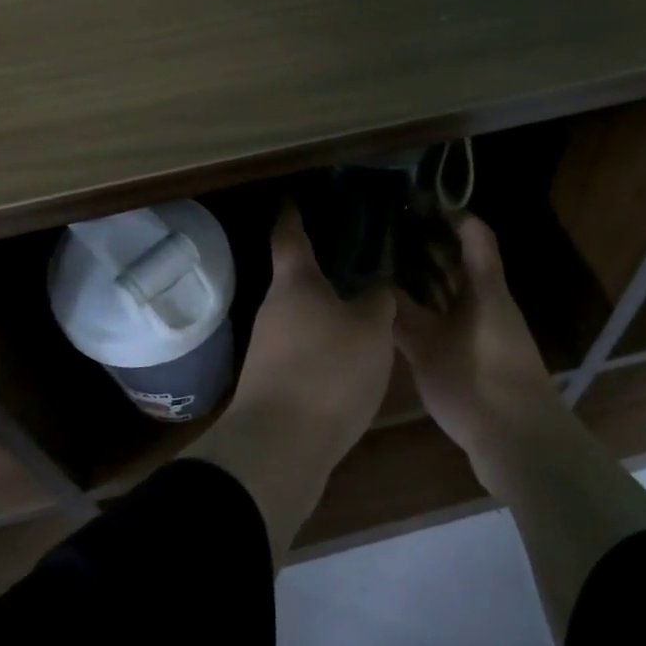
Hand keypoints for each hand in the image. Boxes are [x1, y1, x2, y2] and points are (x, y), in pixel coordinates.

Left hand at [231, 204, 396, 452]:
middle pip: (297, 280)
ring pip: (302, 318)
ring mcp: (268, 349)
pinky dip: (325, 345)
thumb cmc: (327, 372)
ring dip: (327, 312)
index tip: (295, 198)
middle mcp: (274, 310)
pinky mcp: (273, 383)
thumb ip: (377, 302)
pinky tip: (350, 357)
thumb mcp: (370, 331)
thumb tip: (376, 288)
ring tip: (364, 309)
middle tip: (360, 260)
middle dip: (324, 270)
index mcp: (294, 284)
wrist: (280, 447)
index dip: (293, 214)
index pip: (289, 236)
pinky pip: (304, 350)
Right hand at [395, 215, 569, 456]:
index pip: (472, 235)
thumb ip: (402, 314)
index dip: (447, 213)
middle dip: (427, 243)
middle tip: (383, 228)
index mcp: (484, 289)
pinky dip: (422, 309)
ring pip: (449, 291)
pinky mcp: (471, 356)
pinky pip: (443, 319)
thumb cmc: (479, 381)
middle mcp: (484, 302)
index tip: (412, 198)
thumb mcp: (431, 345)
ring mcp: (479, 330)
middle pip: (459, 262)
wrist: (518, 442)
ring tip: (380, 263)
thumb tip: (374, 285)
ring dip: (422, 276)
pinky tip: (393, 312)